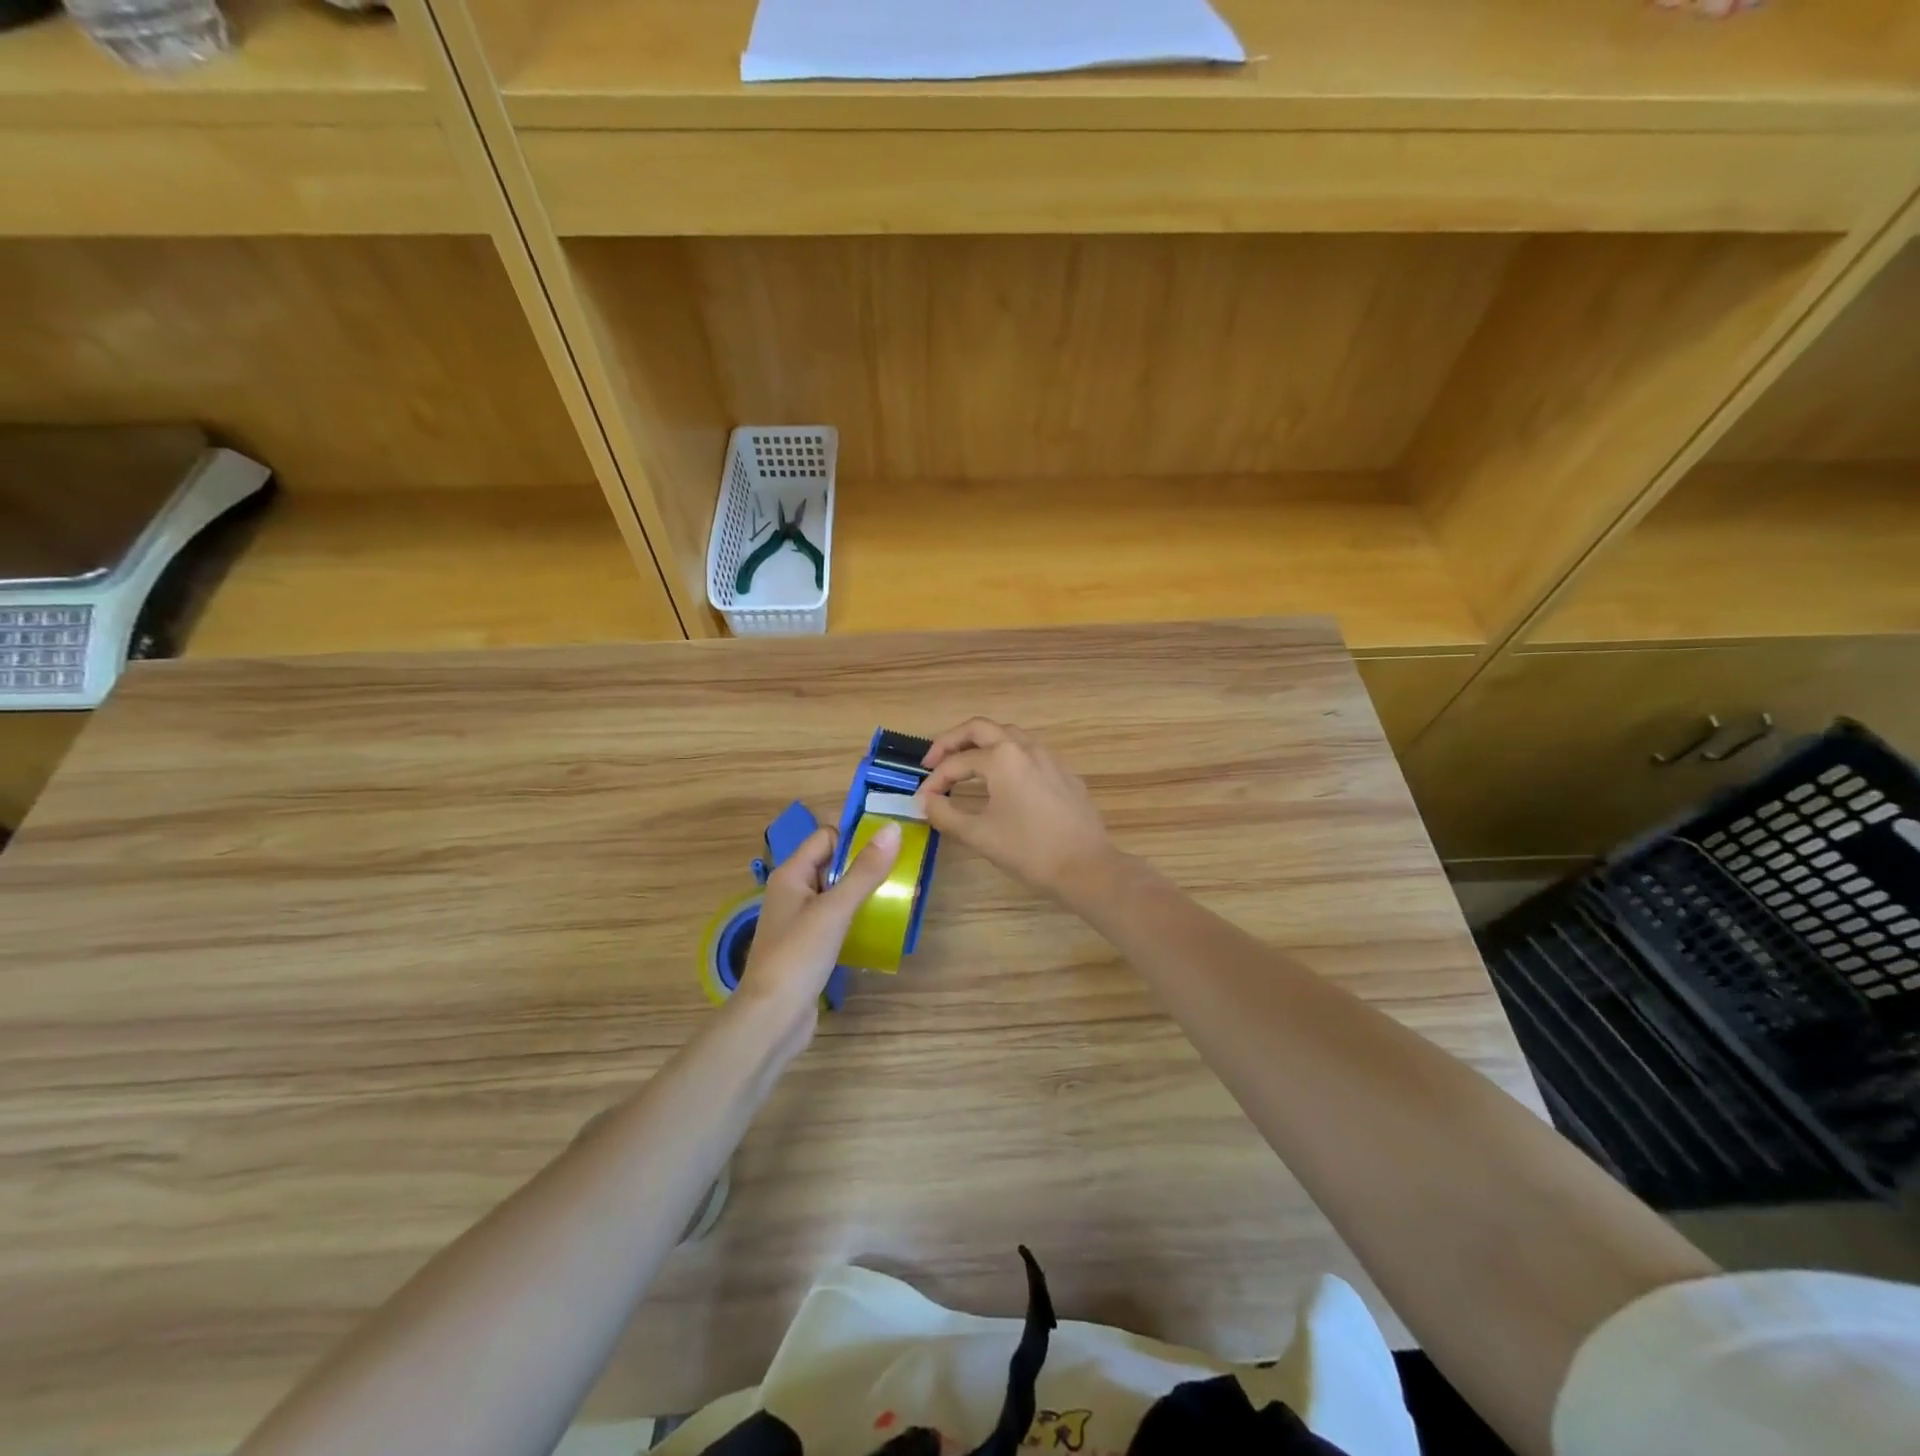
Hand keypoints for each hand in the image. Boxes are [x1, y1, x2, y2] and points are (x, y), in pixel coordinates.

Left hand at [736, 822, 901, 1024]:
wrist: (772, 1019)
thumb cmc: (799, 956)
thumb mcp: (835, 909)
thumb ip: (865, 870)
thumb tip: (892, 828)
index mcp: (791, 874)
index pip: (827, 837)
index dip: (857, 834)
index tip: (893, 839)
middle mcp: (793, 891)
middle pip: (834, 863)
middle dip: (867, 863)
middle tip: (906, 866)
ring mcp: (801, 920)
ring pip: (838, 893)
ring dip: (867, 891)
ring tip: (903, 893)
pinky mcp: (810, 946)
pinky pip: (838, 919)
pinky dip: (859, 916)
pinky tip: (883, 924)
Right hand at [915, 719, 1114, 899]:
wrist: (1087, 867)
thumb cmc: (1029, 850)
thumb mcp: (979, 834)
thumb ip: (945, 814)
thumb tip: (924, 801)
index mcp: (1002, 758)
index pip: (956, 763)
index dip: (934, 781)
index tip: (921, 801)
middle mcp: (1025, 747)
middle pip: (980, 728)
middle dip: (952, 741)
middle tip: (933, 762)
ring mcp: (1049, 758)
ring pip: (1008, 735)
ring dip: (981, 743)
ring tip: (965, 764)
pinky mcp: (1065, 774)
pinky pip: (1029, 753)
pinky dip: (1007, 756)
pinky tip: (1003, 781)